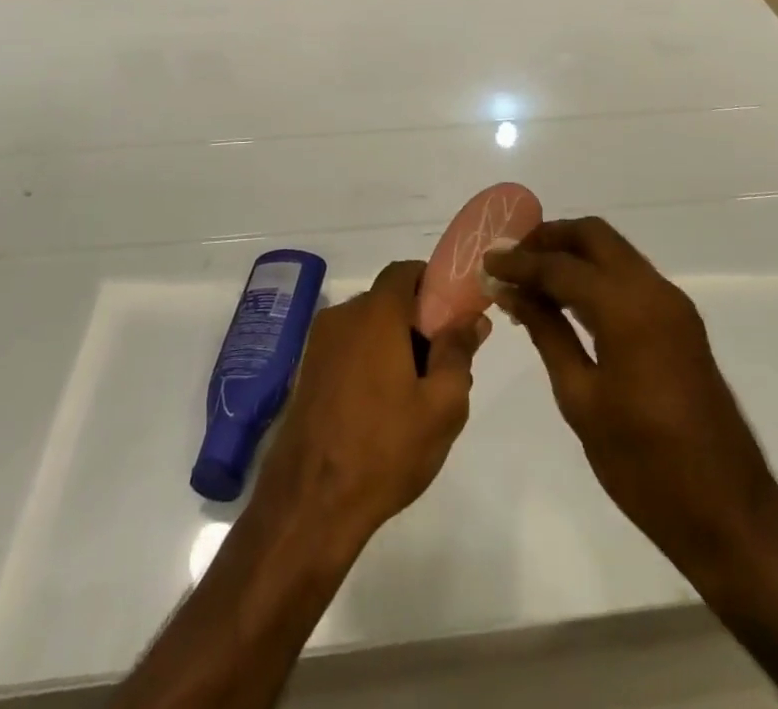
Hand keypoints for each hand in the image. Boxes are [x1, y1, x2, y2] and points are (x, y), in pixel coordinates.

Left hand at [252, 261, 487, 549]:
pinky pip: (348, 350)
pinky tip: (382, 410)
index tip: (453, 315)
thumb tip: (471, 318)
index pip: (405, 271)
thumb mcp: (442, 406)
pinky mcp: (307, 372)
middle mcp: (343, 317)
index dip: (432, 283)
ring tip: (414, 396)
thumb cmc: (385, 449)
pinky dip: (369, 363)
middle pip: (388, 301)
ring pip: (368, 328)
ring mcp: (319, 345)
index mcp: (375, 314)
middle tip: (442, 366)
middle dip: (418, 322)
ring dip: (393, 346)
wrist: (309, 506)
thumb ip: (459, 352)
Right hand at [484, 219, 777, 586]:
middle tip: (512, 260)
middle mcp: (654, 291)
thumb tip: (512, 292)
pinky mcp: (680, 322)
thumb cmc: (644, 464)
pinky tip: (566, 301)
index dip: (519, 262)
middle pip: (594, 236)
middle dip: (549, 239)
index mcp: (628, 308)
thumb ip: (547, 333)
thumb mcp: (581, 400)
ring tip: (529, 278)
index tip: (486, 263)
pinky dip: (595, 275)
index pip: (561, 265)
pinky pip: (630, 277)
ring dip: (572, 255)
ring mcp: (672, 304)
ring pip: (614, 252)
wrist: (728, 511)